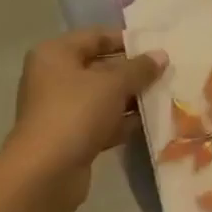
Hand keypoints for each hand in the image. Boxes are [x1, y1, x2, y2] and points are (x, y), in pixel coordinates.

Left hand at [6, 26, 167, 208]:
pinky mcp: (70, 138)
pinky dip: (122, 121)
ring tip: (165, 94)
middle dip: (133, 71)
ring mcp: (60, 110)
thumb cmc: (75, 113)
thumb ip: (139, 68)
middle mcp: (54, 77)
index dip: (127, 40)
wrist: (44, 175)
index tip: (157, 45)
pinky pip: (101, 121)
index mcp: (56, 54)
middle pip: (100, 67)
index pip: (97, 36)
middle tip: (166, 70)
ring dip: (131, 97)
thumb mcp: (113, 83)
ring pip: (103, 96)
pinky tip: (151, 121)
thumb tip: (161, 55)